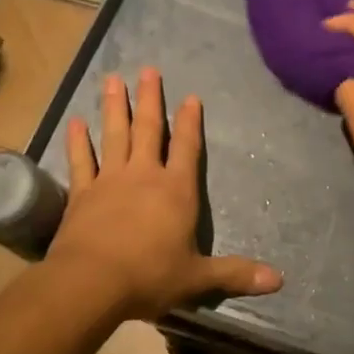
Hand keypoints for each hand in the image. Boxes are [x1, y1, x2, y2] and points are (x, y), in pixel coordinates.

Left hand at [46, 69, 281, 318]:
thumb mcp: (198, 278)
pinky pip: (81, 161)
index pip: (187, 148)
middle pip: (148, 129)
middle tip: (148, 70)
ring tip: (112, 80)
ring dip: (114, 107)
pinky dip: (78, 142)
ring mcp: (110, 181)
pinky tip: (75, 122)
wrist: (91, 284)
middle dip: (150, 99)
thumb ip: (235, 274)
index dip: (190, 122)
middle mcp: (144, 176)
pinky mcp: (81, 194)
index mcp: (176, 190)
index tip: (190, 97)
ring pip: (114, 135)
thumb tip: (279, 280)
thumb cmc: (149, 276)